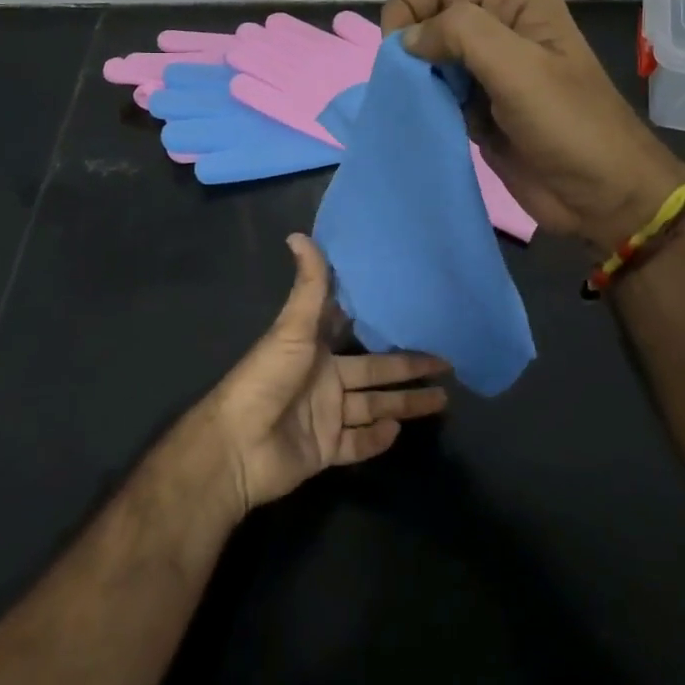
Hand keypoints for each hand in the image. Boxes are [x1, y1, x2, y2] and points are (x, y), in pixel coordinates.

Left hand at [203, 235, 448, 516]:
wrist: (238, 444)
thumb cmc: (267, 378)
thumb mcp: (291, 328)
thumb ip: (308, 286)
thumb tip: (298, 234)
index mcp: (316, 349)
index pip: (357, 334)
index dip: (383, 327)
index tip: (415, 315)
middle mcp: (324, 380)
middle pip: (375, 374)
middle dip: (409, 369)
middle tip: (446, 364)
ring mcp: (325, 417)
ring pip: (374, 408)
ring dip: (404, 405)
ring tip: (442, 399)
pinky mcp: (325, 450)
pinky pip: (358, 443)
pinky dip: (378, 439)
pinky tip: (400, 431)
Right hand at [382, 0, 684, 248]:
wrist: (604, 197)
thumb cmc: (569, 126)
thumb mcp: (519, 67)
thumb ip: (461, 34)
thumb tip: (407, 39)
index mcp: (517, 5)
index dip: (411, 7)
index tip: (396, 50)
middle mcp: (502, 32)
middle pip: (434, 17)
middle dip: (411, 43)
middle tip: (405, 82)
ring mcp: (491, 74)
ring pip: (433, 58)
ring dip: (416, 76)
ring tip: (417, 104)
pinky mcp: (482, 112)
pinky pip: (440, 94)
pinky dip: (426, 103)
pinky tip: (429, 121)